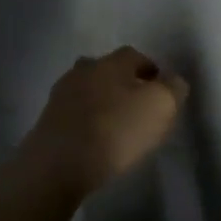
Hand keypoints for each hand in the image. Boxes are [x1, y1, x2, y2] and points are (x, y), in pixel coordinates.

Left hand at [21, 47, 188, 194]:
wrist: (58, 164)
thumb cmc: (115, 130)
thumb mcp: (160, 106)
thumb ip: (173, 88)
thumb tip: (173, 80)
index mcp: (112, 62)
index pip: (137, 56)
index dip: (152, 72)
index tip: (162, 93)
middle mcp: (84, 70)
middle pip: (109, 71)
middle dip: (124, 85)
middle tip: (139, 109)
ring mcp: (61, 94)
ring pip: (89, 91)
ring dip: (103, 103)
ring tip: (116, 127)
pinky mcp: (47, 120)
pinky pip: (75, 114)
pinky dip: (87, 122)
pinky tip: (95, 141)